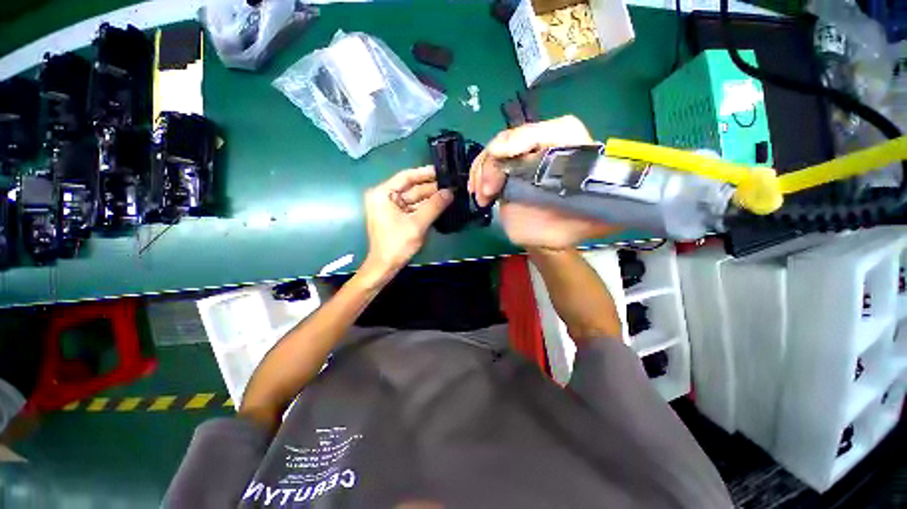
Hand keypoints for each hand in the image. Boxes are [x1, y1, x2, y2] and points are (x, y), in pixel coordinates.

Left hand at [362, 166, 452, 280]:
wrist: (385, 266)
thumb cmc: (397, 244)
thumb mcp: (417, 224)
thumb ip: (434, 206)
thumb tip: (451, 192)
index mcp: (383, 194)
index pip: (406, 176)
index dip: (425, 173)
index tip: (443, 171)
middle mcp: (385, 197)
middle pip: (412, 188)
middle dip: (431, 188)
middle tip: (451, 185)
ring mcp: (391, 207)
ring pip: (414, 198)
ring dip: (431, 198)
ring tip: (450, 194)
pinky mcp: (397, 217)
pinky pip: (414, 207)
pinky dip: (426, 207)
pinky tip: (441, 204)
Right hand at [467, 116, 620, 248]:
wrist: (548, 239)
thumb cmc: (573, 228)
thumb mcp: (602, 219)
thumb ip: (621, 205)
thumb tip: (646, 192)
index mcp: (574, 154)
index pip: (556, 129)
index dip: (529, 136)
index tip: (505, 155)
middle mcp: (548, 150)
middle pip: (517, 136)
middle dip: (496, 159)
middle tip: (487, 189)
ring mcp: (524, 159)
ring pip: (497, 149)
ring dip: (482, 169)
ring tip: (481, 195)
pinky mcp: (507, 171)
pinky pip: (487, 163)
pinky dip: (477, 175)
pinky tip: (478, 193)